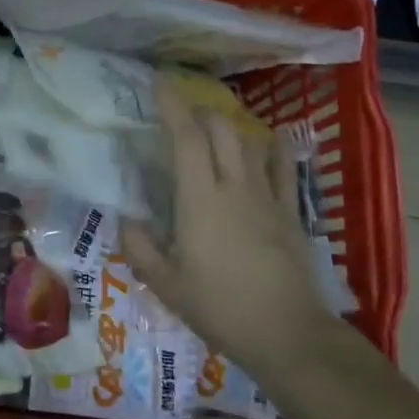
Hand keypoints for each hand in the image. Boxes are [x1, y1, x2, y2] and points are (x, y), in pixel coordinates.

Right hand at [127, 76, 340, 386]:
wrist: (289, 334)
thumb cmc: (220, 308)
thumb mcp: (166, 285)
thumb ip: (140, 248)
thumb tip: (126, 218)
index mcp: (200, 200)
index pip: (186, 138)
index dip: (172, 106)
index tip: (159, 83)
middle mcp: (234, 186)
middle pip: (221, 128)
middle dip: (200, 112)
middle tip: (182, 116)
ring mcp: (267, 196)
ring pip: (250, 141)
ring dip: (230, 128)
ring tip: (215, 131)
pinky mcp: (291, 210)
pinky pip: (284, 166)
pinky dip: (272, 148)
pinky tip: (266, 143)